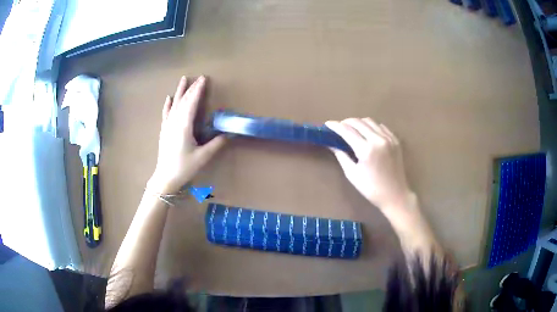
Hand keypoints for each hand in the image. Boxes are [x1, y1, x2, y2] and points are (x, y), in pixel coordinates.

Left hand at [148, 76, 225, 193]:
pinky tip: (169, 98)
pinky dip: (168, 105)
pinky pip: (166, 113)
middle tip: (198, 78)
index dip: (198, 90)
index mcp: (184, 126)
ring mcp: (168, 125)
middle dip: (191, 88)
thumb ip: (216, 144)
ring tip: (183, 79)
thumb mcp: (203, 156)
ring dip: (180, 91)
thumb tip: (229, 134)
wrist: (165, 178)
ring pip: (174, 104)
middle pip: (183, 101)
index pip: (192, 103)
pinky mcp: (164, 131)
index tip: (203, 79)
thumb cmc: (184, 167)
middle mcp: (175, 122)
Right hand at [325, 118, 412, 210]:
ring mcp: (389, 138)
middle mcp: (378, 140)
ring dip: (358, 123)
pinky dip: (371, 126)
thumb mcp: (352, 174)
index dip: (335, 126)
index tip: (327, 124)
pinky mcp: (396, 140)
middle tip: (338, 128)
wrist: (395, 195)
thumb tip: (331, 144)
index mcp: (366, 150)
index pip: (347, 131)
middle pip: (358, 122)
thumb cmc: (371, 189)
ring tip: (352, 129)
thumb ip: (341, 156)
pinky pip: (381, 126)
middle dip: (346, 122)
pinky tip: (367, 133)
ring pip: (370, 121)